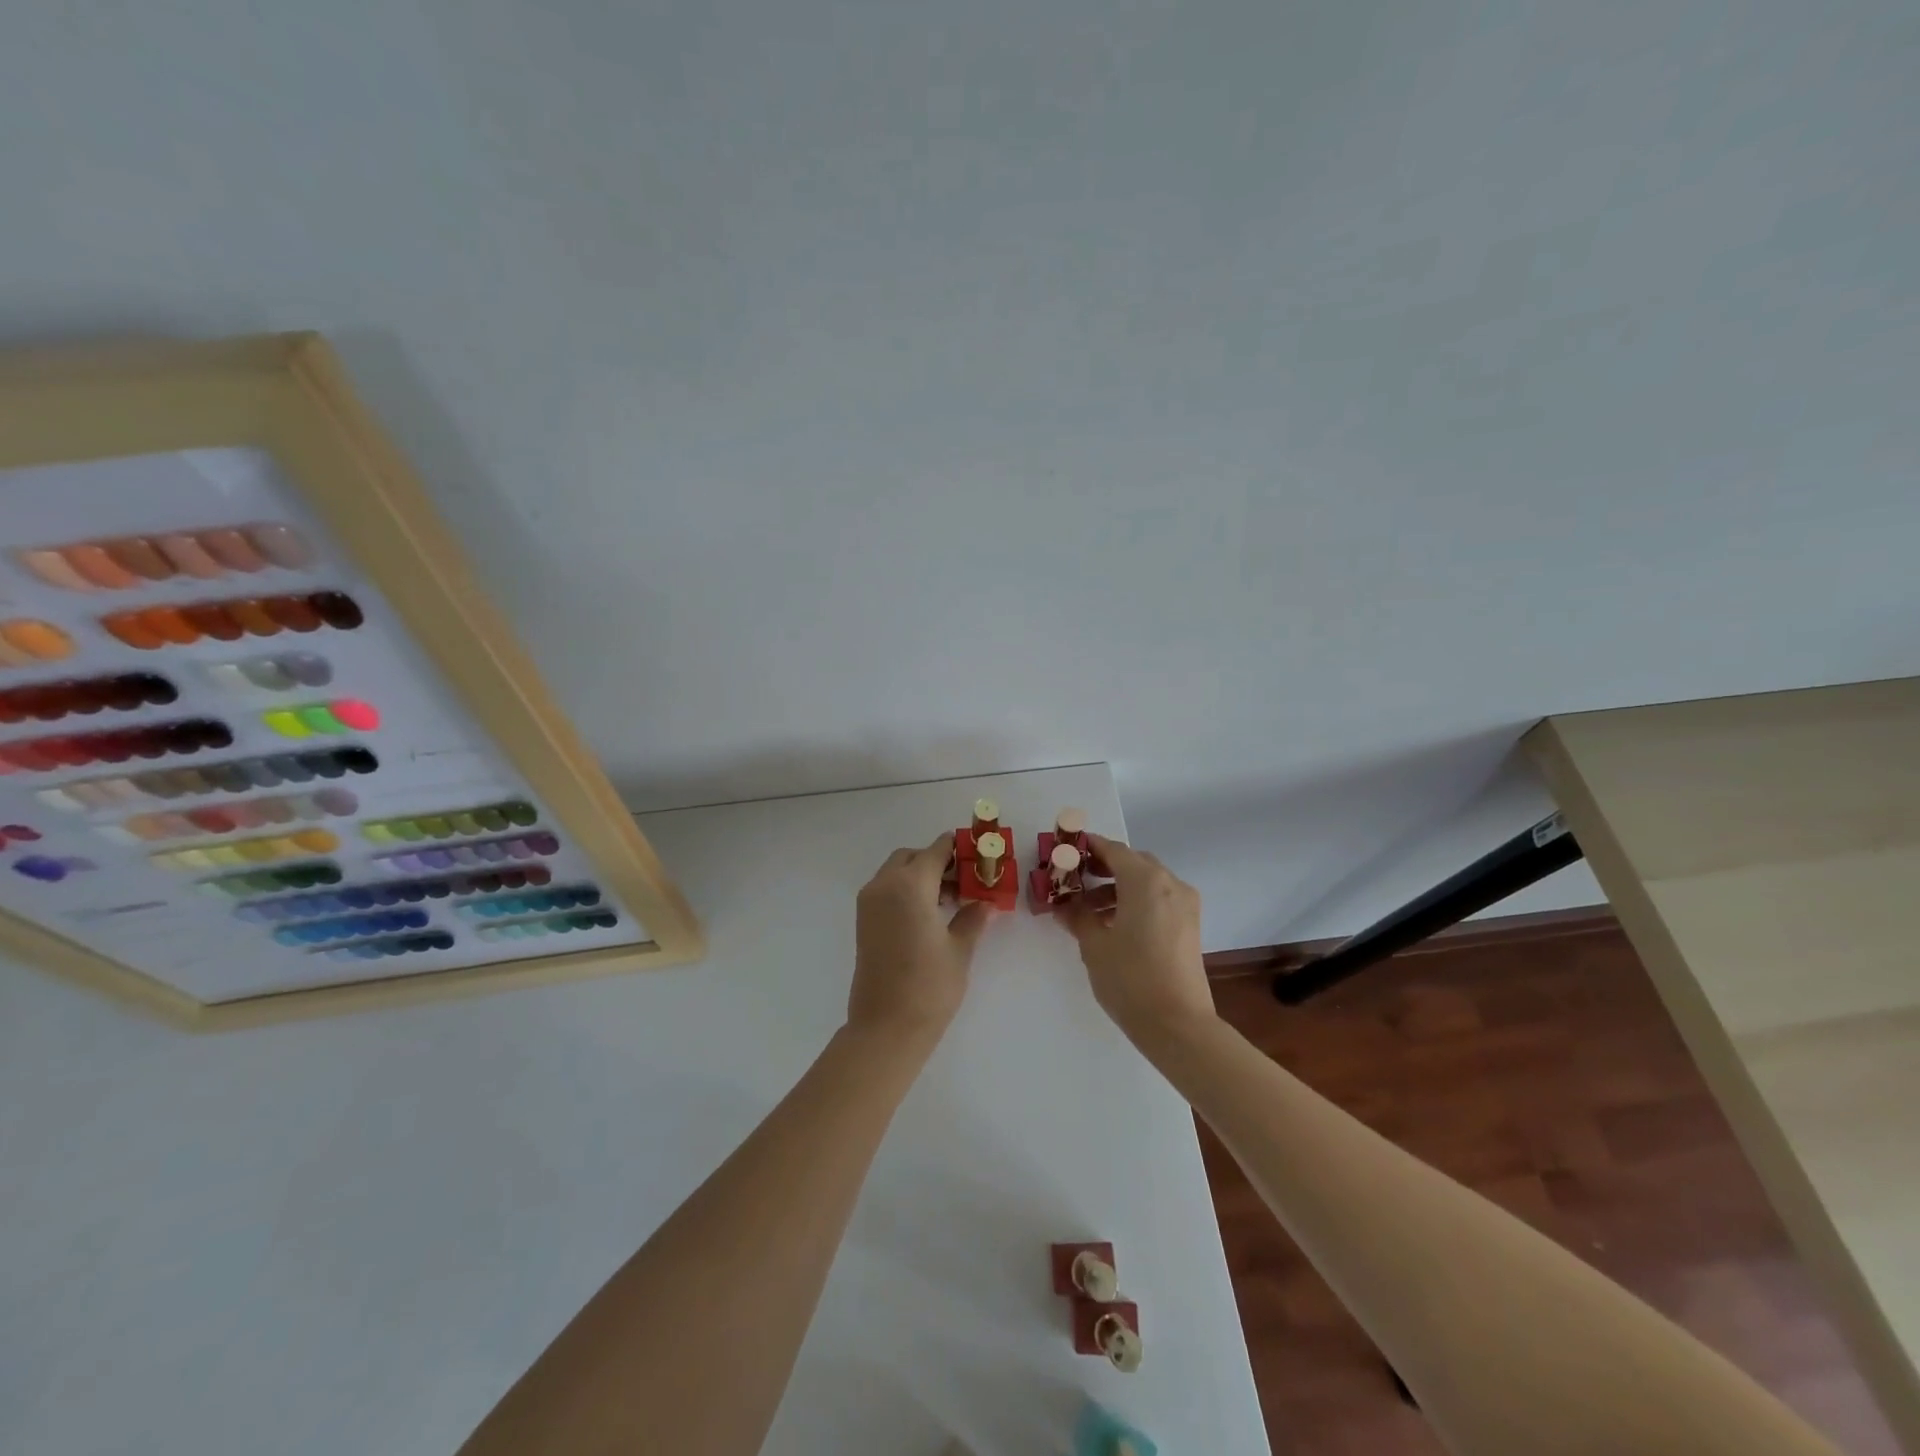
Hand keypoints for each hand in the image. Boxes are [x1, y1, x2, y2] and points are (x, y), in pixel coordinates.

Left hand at [849, 833, 992, 1043]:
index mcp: (909, 885)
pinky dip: (906, 890)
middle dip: (937, 861)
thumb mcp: (959, 949)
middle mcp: (884, 885)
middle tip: (964, 879)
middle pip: (912, 857)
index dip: (957, 849)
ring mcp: (869, 903)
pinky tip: (930, 913)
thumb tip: (985, 902)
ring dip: (921, 875)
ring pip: (896, 872)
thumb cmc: (929, 986)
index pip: (935, 851)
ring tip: (951, 899)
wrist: (886, 1027)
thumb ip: (972, 918)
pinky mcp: (863, 921)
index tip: (977, 853)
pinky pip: (886, 890)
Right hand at [1058, 832, 1214, 1046]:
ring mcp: (1184, 904)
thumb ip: (1078, 917)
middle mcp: (1169, 883)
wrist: (1177, 1024)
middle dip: (1103, 867)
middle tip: (1074, 879)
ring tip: (1088, 909)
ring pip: (1147, 881)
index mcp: (1145, 880)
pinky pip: (1159, 899)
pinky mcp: (1189, 925)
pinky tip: (1113, 924)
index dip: (1088, 847)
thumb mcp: (1094, 945)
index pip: (1113, 849)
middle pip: (1132, 862)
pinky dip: (1136, 901)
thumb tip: (1063, 906)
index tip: (1066, 850)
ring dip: (1118, 887)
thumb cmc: (1130, 978)